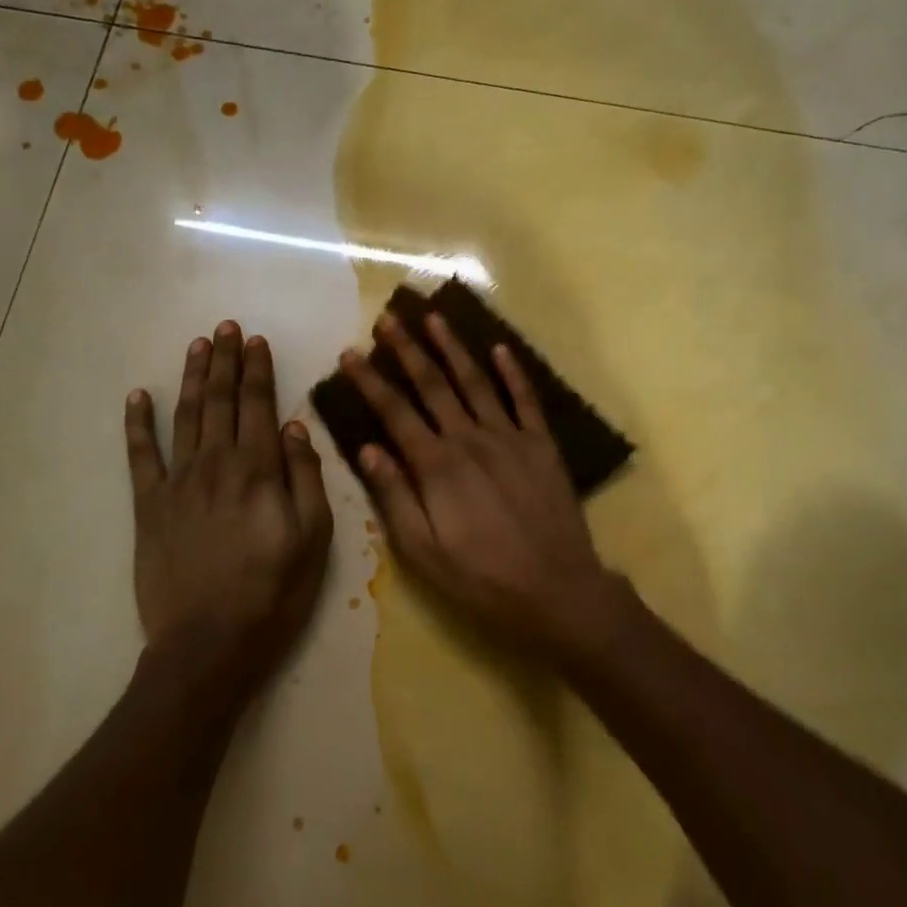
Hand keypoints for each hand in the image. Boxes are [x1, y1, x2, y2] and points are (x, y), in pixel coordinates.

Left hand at [126, 323, 333, 708]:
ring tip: (197, 346)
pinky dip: (138, 424)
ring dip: (191, 378)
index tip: (256, 340)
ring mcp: (178, 482)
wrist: (209, 643)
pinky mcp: (149, 506)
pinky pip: (141, 456)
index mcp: (259, 470)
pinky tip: (137, 396)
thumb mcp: (314, 538)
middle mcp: (217, 464)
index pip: (259, 406)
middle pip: (220, 401)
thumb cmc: (274, 592)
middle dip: (225, 361)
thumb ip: (305, 478)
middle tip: (225, 327)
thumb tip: (296, 427)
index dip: (258, 370)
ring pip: (185, 417)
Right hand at [341, 312, 621, 660]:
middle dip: (407, 349)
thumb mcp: (423, 550)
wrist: (556, 589)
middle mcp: (470, 440)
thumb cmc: (481, 577)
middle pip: (433, 385)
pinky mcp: (541, 445)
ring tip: (434, 317)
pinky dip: (513, 372)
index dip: (370, 381)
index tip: (350, 354)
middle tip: (388, 318)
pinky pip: (526, 400)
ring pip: (476, 382)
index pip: (395, 413)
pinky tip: (500, 348)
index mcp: (436, 466)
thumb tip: (367, 449)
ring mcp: (510, 438)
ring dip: (453, 348)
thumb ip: (394, 496)